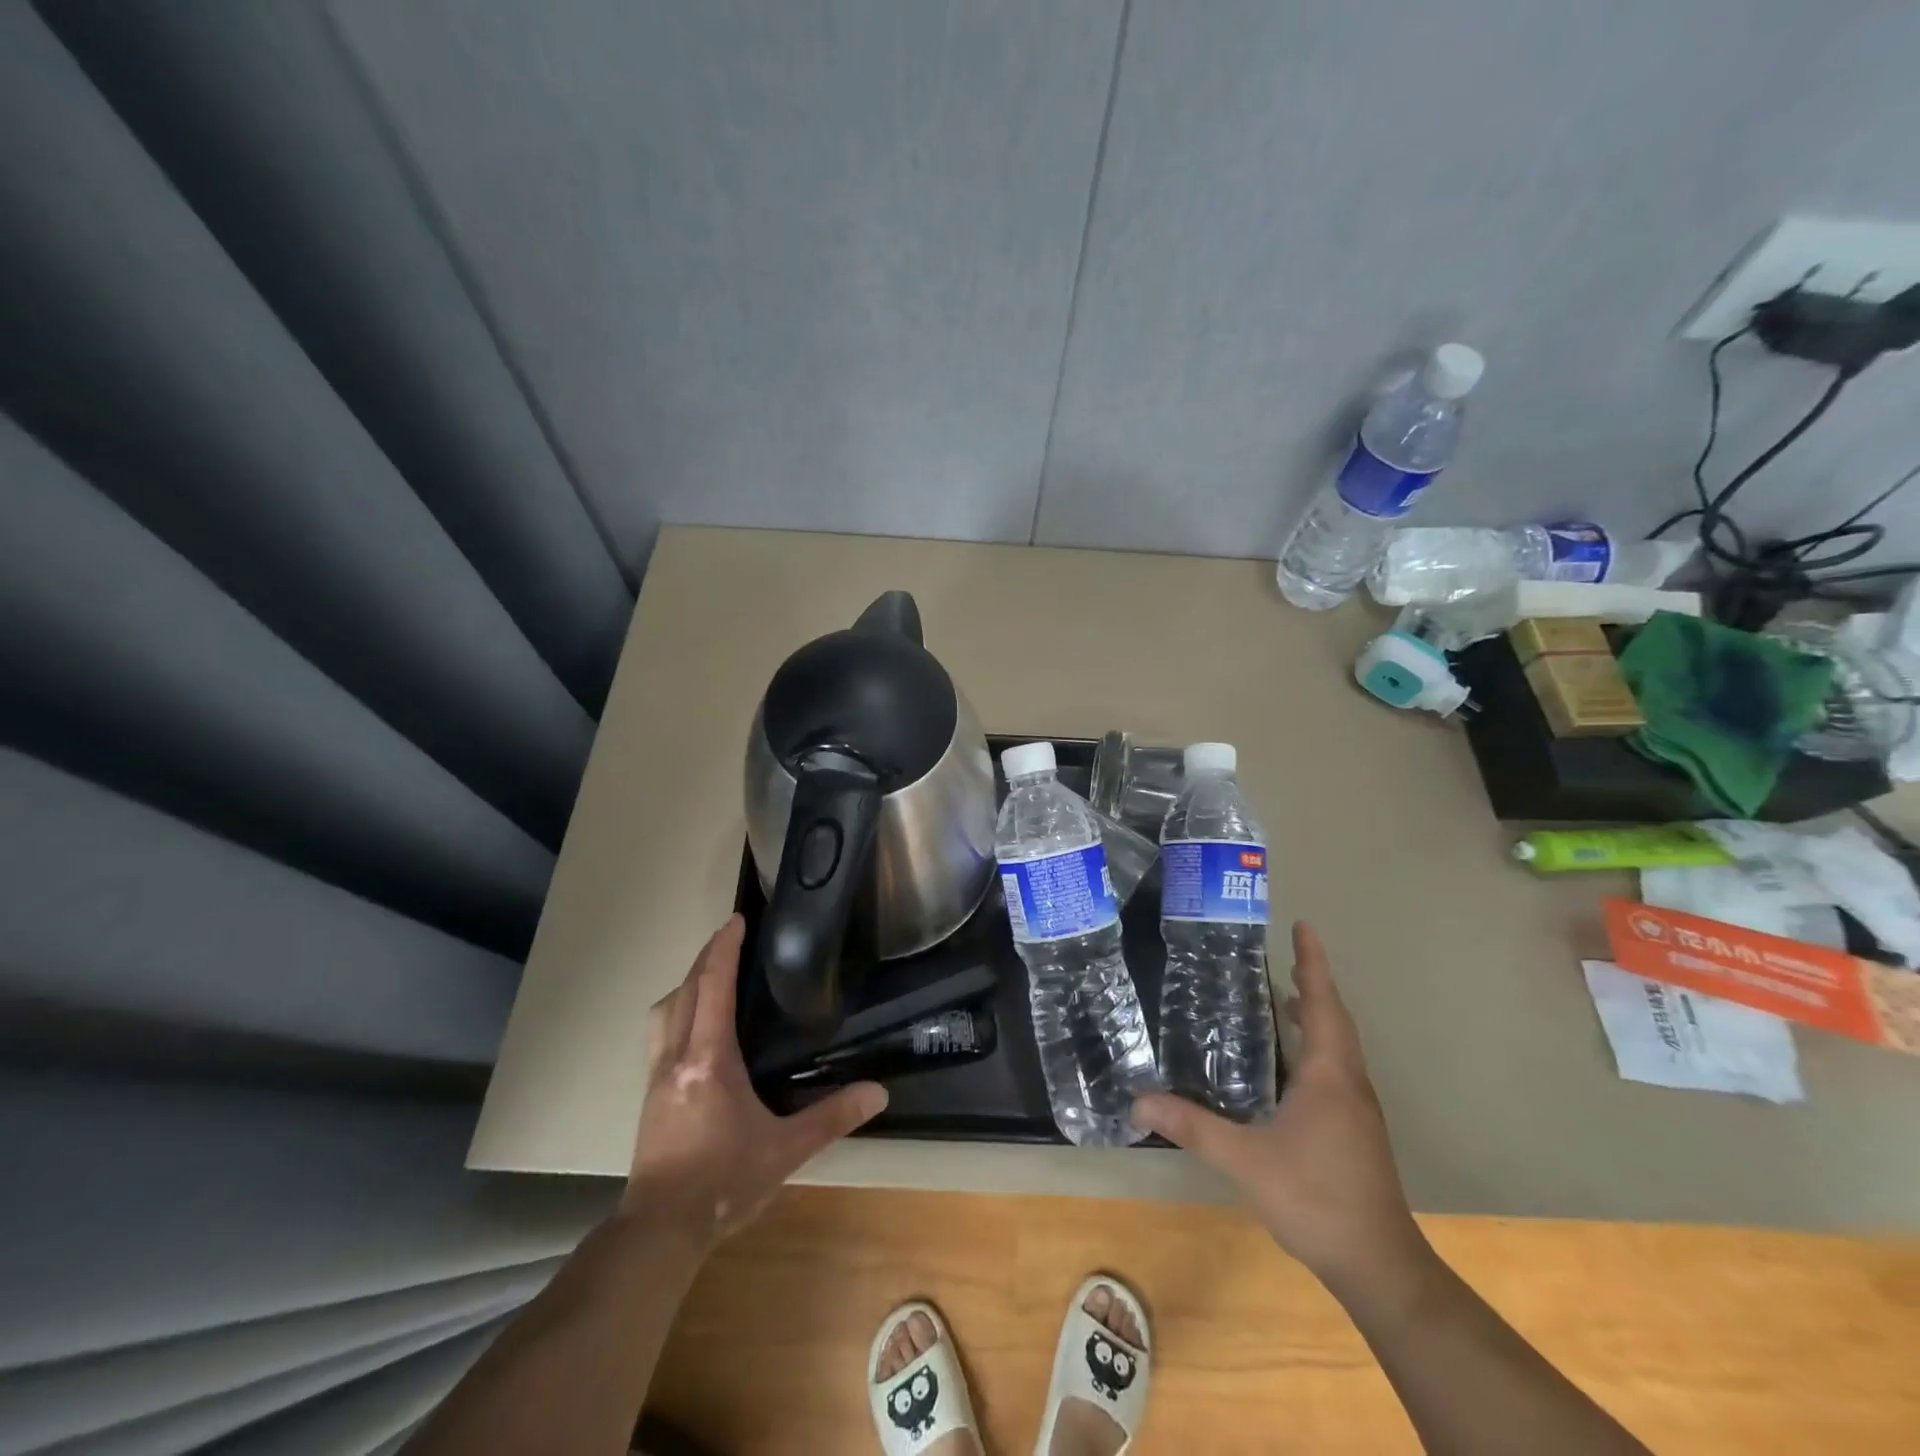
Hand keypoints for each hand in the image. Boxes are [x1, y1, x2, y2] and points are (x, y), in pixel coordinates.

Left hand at [620, 914, 887, 1247]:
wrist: (661, 1230)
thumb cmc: (723, 1182)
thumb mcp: (786, 1150)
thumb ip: (832, 1117)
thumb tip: (878, 1093)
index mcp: (709, 1060)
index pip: (714, 988)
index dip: (723, 950)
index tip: (736, 921)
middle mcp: (677, 1057)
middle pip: (685, 990)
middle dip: (706, 957)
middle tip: (728, 935)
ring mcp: (656, 1076)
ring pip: (665, 1011)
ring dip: (686, 983)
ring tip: (709, 975)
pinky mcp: (648, 1095)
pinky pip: (660, 1034)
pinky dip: (677, 1011)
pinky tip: (693, 1027)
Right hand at [1134, 922, 1428, 1294]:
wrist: (1379, 1265)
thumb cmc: (1317, 1199)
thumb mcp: (1246, 1161)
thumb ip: (1193, 1127)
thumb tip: (1139, 1100)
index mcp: (1329, 1076)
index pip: (1323, 1004)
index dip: (1313, 963)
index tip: (1304, 926)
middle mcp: (1348, 1082)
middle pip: (1335, 1018)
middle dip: (1313, 981)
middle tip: (1284, 954)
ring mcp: (1356, 1108)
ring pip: (1338, 1044)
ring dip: (1317, 1013)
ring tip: (1284, 994)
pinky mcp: (1355, 1129)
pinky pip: (1335, 1066)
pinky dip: (1315, 1043)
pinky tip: (1288, 1060)